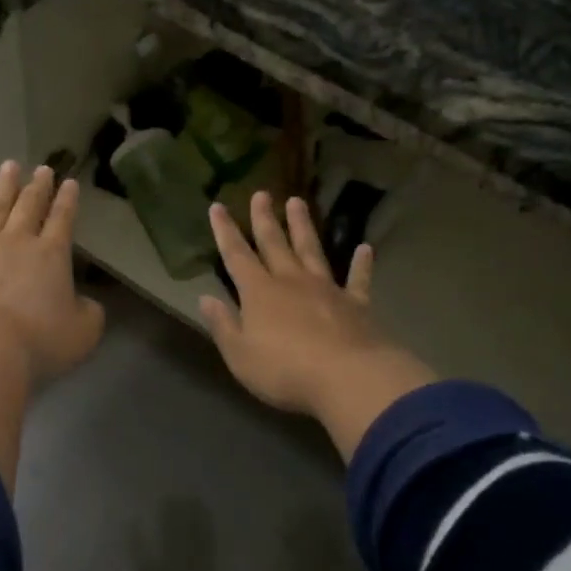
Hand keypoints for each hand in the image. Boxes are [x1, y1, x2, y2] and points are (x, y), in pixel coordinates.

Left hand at [0, 160, 105, 384]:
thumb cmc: (40, 340)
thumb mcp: (83, 331)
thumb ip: (88, 312)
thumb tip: (84, 303)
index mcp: (51, 255)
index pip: (62, 220)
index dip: (67, 201)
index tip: (69, 182)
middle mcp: (16, 242)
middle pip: (29, 207)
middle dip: (37, 187)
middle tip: (42, 168)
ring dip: (2, 187)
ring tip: (8, 166)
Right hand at [201, 193, 435, 456]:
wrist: (348, 377)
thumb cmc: (285, 370)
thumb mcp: (240, 355)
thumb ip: (223, 325)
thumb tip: (205, 299)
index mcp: (259, 293)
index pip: (236, 256)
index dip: (225, 231)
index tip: (218, 206)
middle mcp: (291, 282)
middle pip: (275, 244)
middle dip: (264, 219)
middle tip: (261, 194)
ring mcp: (326, 289)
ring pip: (311, 250)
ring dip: (303, 226)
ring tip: (297, 202)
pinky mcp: (356, 304)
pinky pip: (358, 279)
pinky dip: (361, 264)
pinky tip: (365, 248)